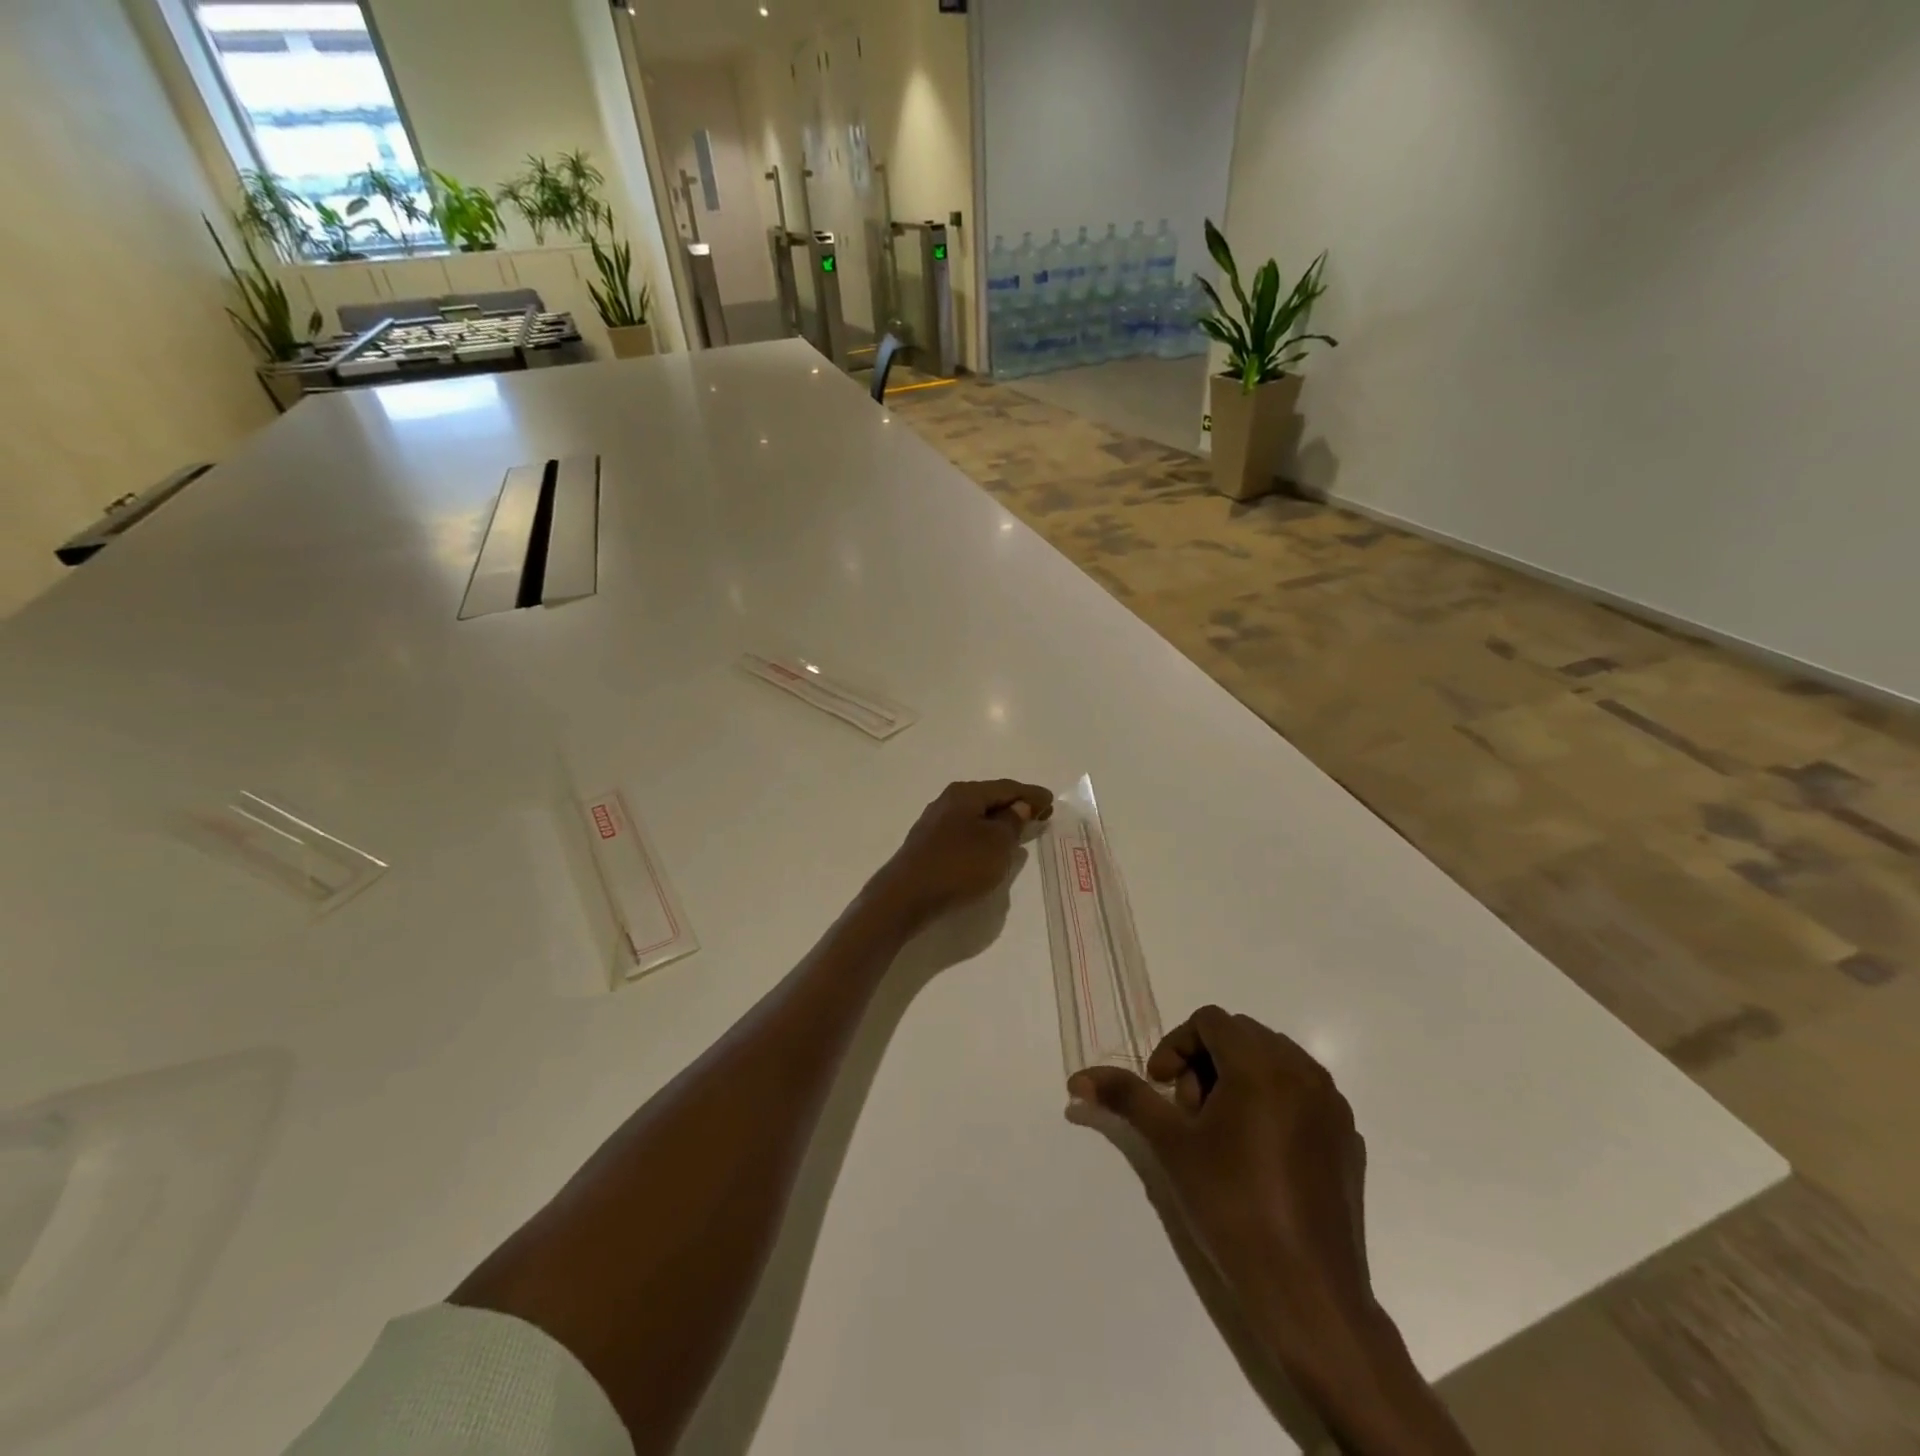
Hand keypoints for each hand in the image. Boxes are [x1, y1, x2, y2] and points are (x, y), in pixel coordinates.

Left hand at [868, 779, 1052, 929]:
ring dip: (998, 821)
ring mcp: (935, 823)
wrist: (906, 896)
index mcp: (966, 793)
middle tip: (1040, 814)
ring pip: (975, 815)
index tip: (1052, 801)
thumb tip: (1018, 805)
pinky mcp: (928, 844)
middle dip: (1015, 805)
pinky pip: (964, 831)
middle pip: (989, 798)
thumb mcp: (996, 843)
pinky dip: (983, 834)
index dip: (1031, 794)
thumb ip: (1012, 822)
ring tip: (1019, 831)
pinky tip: (989, 847)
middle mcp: (948, 801)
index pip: (1007, 787)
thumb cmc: (958, 865)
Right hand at [1069, 1007, 1370, 1360]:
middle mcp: (1304, 1072)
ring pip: (1274, 1061)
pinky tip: (1258, 1154)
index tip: (1162, 1088)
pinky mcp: (1348, 1138)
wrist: (1307, 1292)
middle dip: (1206, 1062)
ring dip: (1238, 1078)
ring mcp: (1332, 1106)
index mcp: (1261, 1065)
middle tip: (1189, 1113)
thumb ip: (1126, 1097)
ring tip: (1220, 1132)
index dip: (1176, 1045)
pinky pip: (1303, 1094)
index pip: (1209, 1020)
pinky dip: (1273, 1103)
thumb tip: (1078, 1078)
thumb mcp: (1170, 1145)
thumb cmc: (1231, 1206)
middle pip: (1242, 1036)